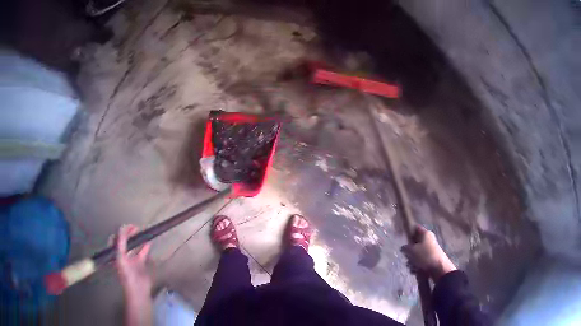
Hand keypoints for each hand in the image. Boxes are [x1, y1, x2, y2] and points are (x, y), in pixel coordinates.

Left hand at [115, 225, 151, 298]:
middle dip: (128, 234)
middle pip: (124, 242)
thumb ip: (121, 243)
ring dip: (137, 239)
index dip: (120, 232)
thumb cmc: (126, 274)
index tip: (128, 227)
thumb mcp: (121, 256)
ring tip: (141, 232)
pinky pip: (142, 253)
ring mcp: (131, 260)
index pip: (115, 239)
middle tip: (135, 228)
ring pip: (133, 246)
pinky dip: (145, 247)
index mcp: (115, 254)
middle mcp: (122, 256)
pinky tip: (148, 242)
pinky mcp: (140, 264)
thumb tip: (122, 228)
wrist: (138, 289)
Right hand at [401, 225, 456, 281]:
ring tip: (412, 266)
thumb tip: (404, 247)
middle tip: (407, 256)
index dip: (409, 231)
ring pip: (416, 254)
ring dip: (412, 261)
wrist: (439, 268)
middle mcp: (429, 240)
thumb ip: (406, 247)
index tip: (403, 238)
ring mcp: (430, 250)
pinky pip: (420, 261)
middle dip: (409, 251)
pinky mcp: (430, 259)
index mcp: (426, 234)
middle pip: (415, 243)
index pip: (416, 228)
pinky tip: (415, 270)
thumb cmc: (425, 255)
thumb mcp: (412, 250)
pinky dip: (417, 266)